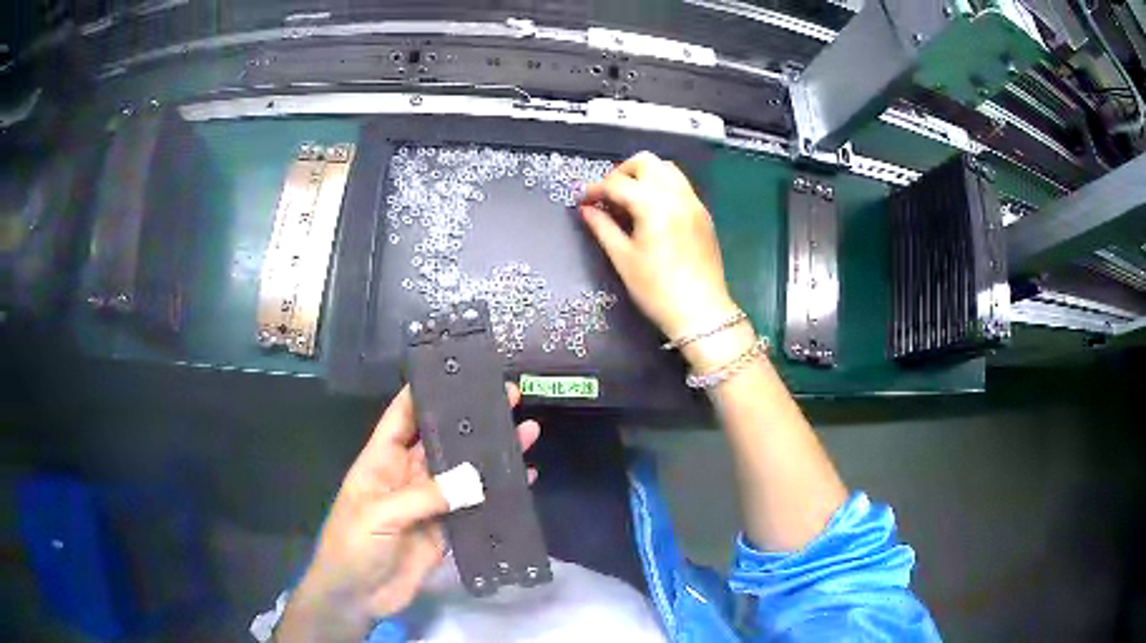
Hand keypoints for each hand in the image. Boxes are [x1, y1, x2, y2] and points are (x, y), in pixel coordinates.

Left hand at [277, 384, 540, 641]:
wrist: (358, 597)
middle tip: (509, 397)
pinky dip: (498, 494)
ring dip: (492, 454)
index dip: (425, 393)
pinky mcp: (446, 530)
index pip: (402, 416)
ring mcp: (429, 503)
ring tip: (527, 431)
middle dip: (472, 420)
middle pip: (442, 440)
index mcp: (381, 461)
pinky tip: (524, 480)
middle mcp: (407, 475)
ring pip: (464, 472)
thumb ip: (425, 496)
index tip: (458, 372)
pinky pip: (474, 507)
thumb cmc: (354, 546)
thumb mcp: (381, 515)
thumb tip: (475, 479)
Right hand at [580, 151, 739, 343]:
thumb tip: (586, 210)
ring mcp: (694, 202)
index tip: (582, 200)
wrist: (701, 312)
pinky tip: (651, 211)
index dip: (595, 189)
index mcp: (654, 204)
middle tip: (607, 195)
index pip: (618, 183)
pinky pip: (680, 185)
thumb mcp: (623, 258)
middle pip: (646, 162)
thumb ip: (602, 227)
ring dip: (644, 175)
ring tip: (629, 200)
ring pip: (666, 169)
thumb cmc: (657, 290)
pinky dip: (661, 186)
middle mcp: (676, 195)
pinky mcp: (703, 214)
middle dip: (621, 172)